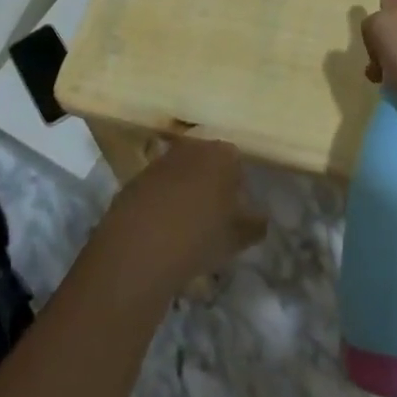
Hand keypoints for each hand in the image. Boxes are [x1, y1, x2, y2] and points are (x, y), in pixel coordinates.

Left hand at [94, 139, 266, 293]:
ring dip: (184, 193)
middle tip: (212, 218)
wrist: (139, 248)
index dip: (238, 188)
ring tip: (185, 227)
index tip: (235, 213)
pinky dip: (160, 203)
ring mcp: (160, 161)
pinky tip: (160, 231)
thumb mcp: (237, 237)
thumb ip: (255, 225)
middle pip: (207, 163)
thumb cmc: (199, 236)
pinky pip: (156, 188)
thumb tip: (261, 219)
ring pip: (180, 174)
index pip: (236, 163)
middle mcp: (191, 148)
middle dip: (211, 185)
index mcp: (222, 154)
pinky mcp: (134, 179)